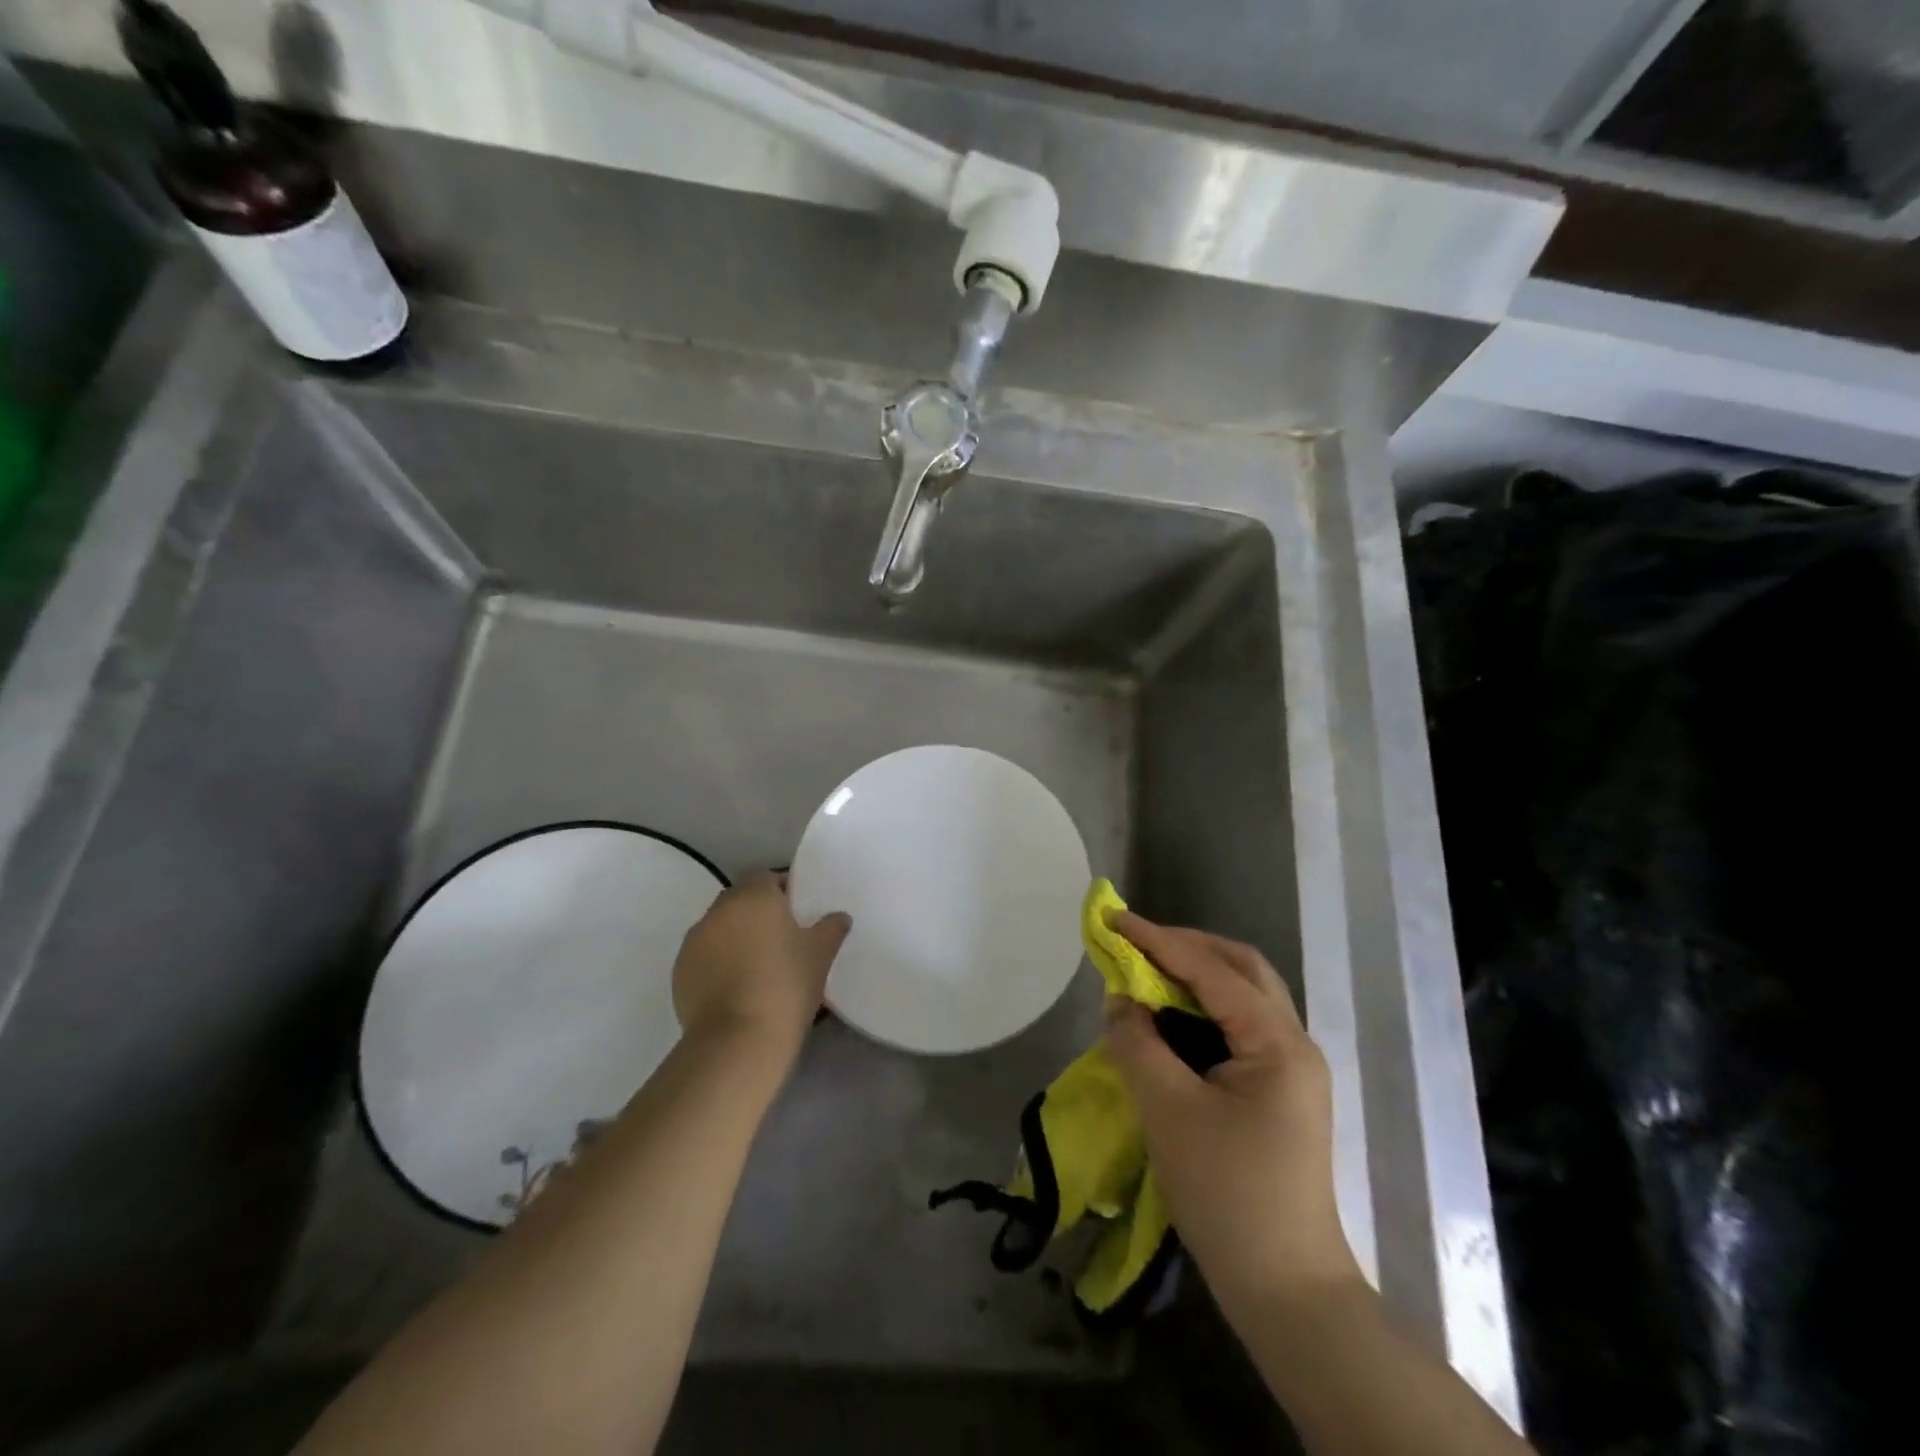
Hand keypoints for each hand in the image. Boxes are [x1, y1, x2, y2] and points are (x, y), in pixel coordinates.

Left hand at [671, 871, 850, 1059]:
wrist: (738, 1040)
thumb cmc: (786, 985)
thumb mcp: (820, 955)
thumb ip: (831, 928)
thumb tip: (839, 917)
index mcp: (754, 897)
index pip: (766, 877)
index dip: (782, 890)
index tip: (798, 912)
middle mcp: (719, 910)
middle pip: (740, 900)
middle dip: (758, 914)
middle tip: (781, 940)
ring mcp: (694, 941)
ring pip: (720, 928)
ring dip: (736, 938)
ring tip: (758, 967)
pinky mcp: (680, 971)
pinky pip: (705, 956)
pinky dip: (718, 963)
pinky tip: (737, 988)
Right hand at [1102, 911, 1361, 1311]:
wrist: (1284, 1289)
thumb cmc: (1227, 1194)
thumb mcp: (1169, 1111)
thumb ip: (1138, 1043)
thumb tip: (1120, 999)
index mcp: (1277, 1043)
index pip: (1212, 970)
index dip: (1158, 940)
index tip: (1113, 919)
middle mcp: (1293, 1044)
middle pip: (1241, 969)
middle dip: (1186, 946)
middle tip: (1135, 941)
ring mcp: (1290, 1069)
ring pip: (1243, 995)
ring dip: (1194, 974)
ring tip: (1146, 969)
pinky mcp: (1278, 1091)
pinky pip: (1238, 1026)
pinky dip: (1201, 1008)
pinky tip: (1168, 1017)